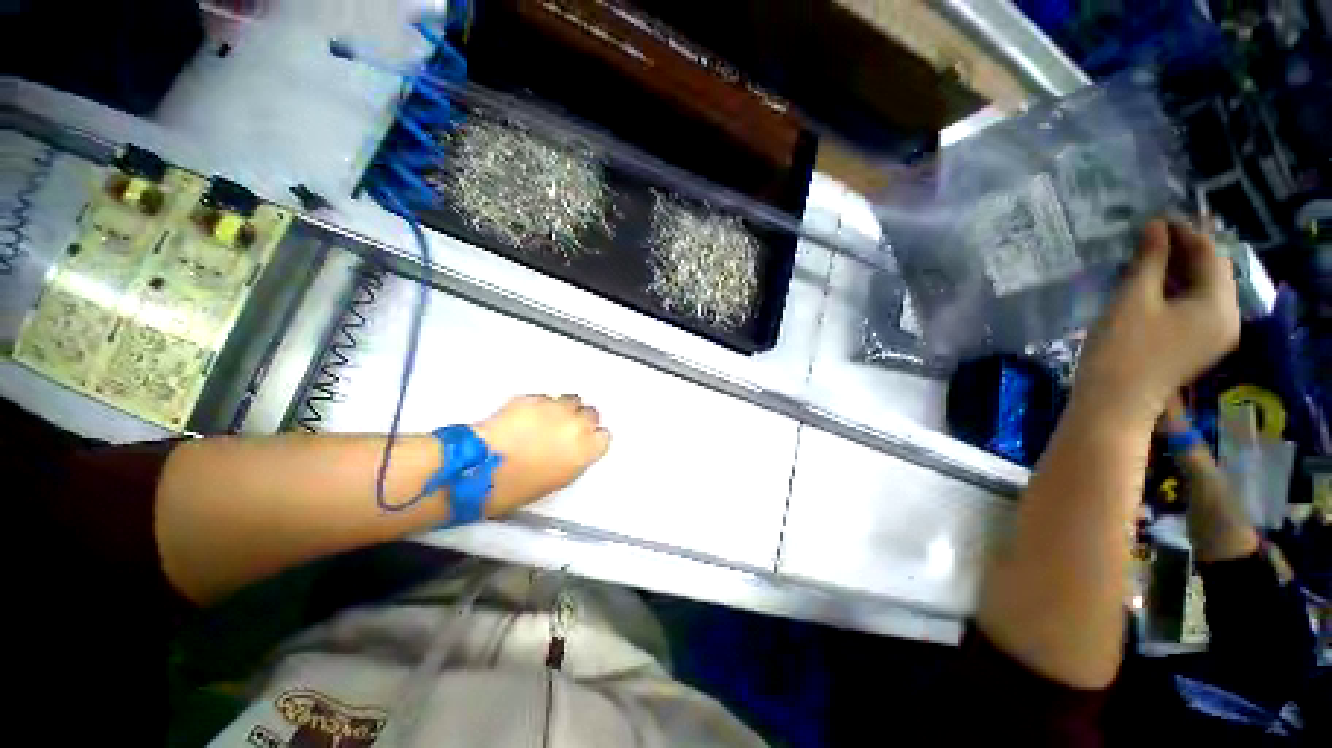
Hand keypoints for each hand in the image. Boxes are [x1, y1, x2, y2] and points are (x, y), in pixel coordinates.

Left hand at [473, 395, 610, 516]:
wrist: (479, 470)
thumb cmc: (515, 487)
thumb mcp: (557, 480)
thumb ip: (574, 458)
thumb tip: (573, 450)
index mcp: (585, 450)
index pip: (604, 436)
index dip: (593, 439)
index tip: (585, 442)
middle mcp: (576, 425)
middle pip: (591, 413)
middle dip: (581, 419)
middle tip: (565, 429)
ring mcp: (555, 408)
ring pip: (571, 400)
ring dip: (564, 409)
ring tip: (548, 419)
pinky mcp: (533, 398)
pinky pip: (545, 398)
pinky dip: (541, 406)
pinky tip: (527, 417)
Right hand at [1075, 220, 1238, 426]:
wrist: (1113, 403)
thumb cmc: (1122, 349)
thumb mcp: (1133, 299)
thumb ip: (1150, 260)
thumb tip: (1156, 226)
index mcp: (1218, 306)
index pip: (1211, 256)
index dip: (1186, 233)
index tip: (1156, 220)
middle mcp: (1226, 319)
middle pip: (1211, 274)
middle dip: (1184, 252)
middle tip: (1150, 237)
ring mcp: (1212, 336)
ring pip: (1201, 291)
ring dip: (1178, 271)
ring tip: (1147, 258)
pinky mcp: (1195, 347)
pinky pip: (1193, 308)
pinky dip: (1175, 292)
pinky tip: (1151, 286)